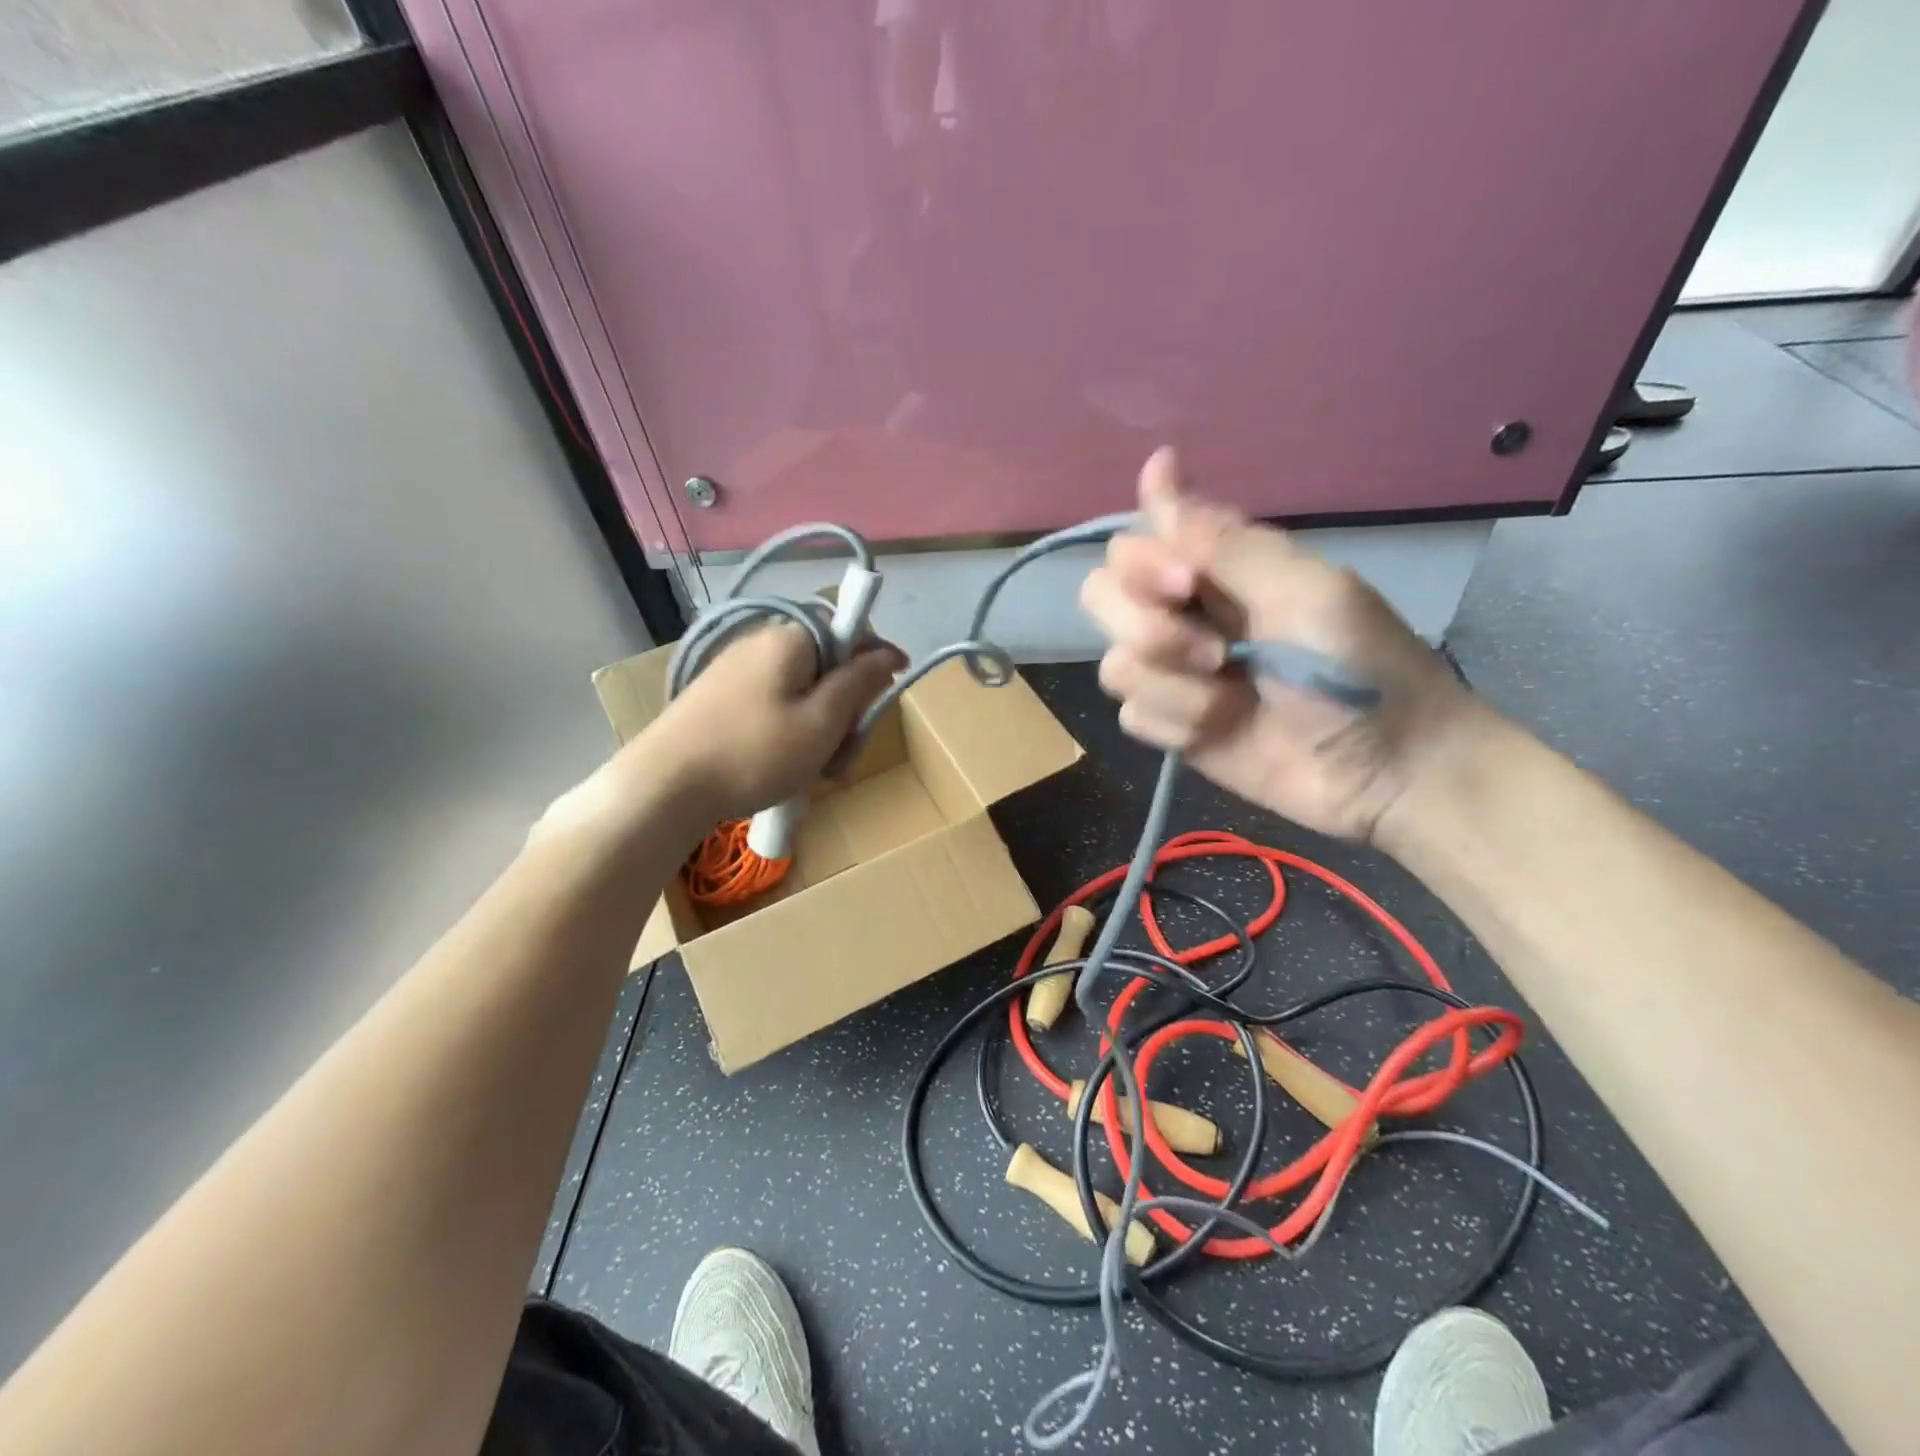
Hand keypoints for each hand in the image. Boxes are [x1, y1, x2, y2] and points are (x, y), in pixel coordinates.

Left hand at [540, 626, 905, 846]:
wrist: (664, 787)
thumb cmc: (754, 752)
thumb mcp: (822, 721)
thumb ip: (859, 682)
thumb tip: (886, 653)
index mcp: (791, 639)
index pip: (849, 630)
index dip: (877, 658)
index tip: (892, 692)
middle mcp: (763, 644)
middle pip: (828, 667)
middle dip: (848, 710)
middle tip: (846, 756)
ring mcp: (738, 673)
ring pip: (804, 693)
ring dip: (824, 730)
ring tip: (821, 774)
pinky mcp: (722, 700)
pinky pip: (776, 707)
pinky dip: (794, 733)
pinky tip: (791, 769)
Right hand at [1079, 448, 1484, 842]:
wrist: (1387, 771)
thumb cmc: (1360, 668)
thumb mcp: (1305, 592)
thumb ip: (1225, 543)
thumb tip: (1157, 466)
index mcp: (1219, 568)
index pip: (1136, 540)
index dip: (1144, 559)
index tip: (1187, 580)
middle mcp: (1186, 613)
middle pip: (1102, 597)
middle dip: (1147, 626)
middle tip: (1213, 652)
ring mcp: (1176, 673)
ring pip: (1115, 663)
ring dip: (1172, 685)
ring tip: (1230, 701)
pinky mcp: (1173, 726)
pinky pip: (1132, 716)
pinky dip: (1175, 723)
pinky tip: (1218, 731)